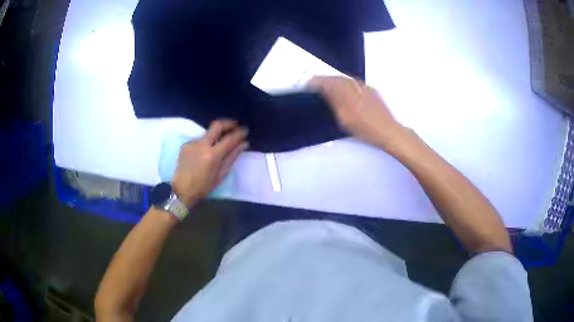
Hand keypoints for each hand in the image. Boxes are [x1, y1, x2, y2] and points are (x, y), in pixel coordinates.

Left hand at [171, 120, 247, 205]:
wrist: (181, 190)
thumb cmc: (204, 187)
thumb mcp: (221, 175)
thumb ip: (232, 157)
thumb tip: (244, 144)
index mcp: (212, 155)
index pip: (229, 139)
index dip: (239, 133)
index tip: (246, 130)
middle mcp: (202, 145)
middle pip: (217, 126)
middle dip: (228, 123)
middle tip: (236, 124)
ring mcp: (192, 143)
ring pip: (208, 133)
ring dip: (216, 134)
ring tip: (221, 140)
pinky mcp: (185, 145)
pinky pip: (199, 140)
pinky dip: (206, 143)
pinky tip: (206, 151)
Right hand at [308, 76, 405, 149]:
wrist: (390, 132)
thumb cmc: (367, 130)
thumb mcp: (346, 120)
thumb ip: (334, 102)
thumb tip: (324, 89)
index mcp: (348, 93)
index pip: (328, 82)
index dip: (317, 81)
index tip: (308, 84)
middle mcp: (356, 86)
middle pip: (337, 78)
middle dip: (325, 80)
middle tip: (316, 85)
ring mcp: (366, 87)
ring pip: (346, 79)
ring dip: (335, 81)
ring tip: (328, 87)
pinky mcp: (372, 91)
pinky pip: (355, 82)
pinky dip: (346, 84)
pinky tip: (345, 90)